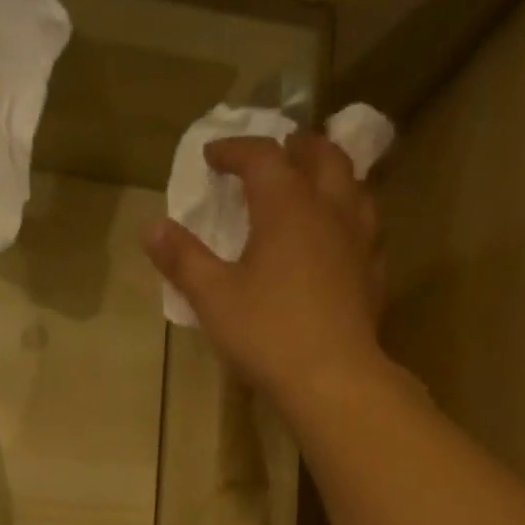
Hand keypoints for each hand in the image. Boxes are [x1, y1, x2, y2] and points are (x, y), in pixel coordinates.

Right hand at [142, 130, 386, 407]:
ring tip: (316, 182)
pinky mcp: (373, 272)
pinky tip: (339, 238)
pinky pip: (366, 227)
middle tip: (278, 150)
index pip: (262, 156)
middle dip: (296, 146)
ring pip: (354, 186)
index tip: (212, 155)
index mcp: (286, 206)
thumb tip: (152, 227)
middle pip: (322, 155)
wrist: (332, 378)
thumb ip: (183, 259)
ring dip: (332, 174)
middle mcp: (329, 209)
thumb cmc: (267, 333)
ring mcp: (359, 240)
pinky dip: (349, 217)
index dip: (235, 149)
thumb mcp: (213, 298)